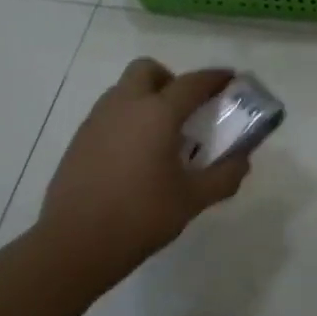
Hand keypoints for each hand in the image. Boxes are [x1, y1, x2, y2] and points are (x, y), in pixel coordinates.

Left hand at [39, 59, 251, 285]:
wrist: (73, 244)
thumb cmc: (140, 217)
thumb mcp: (192, 200)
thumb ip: (224, 176)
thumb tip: (243, 160)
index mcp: (157, 113)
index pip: (192, 83)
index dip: (214, 78)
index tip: (230, 79)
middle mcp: (125, 105)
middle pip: (147, 70)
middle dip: (169, 79)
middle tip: (184, 109)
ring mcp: (97, 121)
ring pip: (124, 90)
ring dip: (145, 98)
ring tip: (160, 136)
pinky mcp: (79, 140)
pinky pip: (108, 114)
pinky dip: (126, 120)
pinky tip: (134, 156)